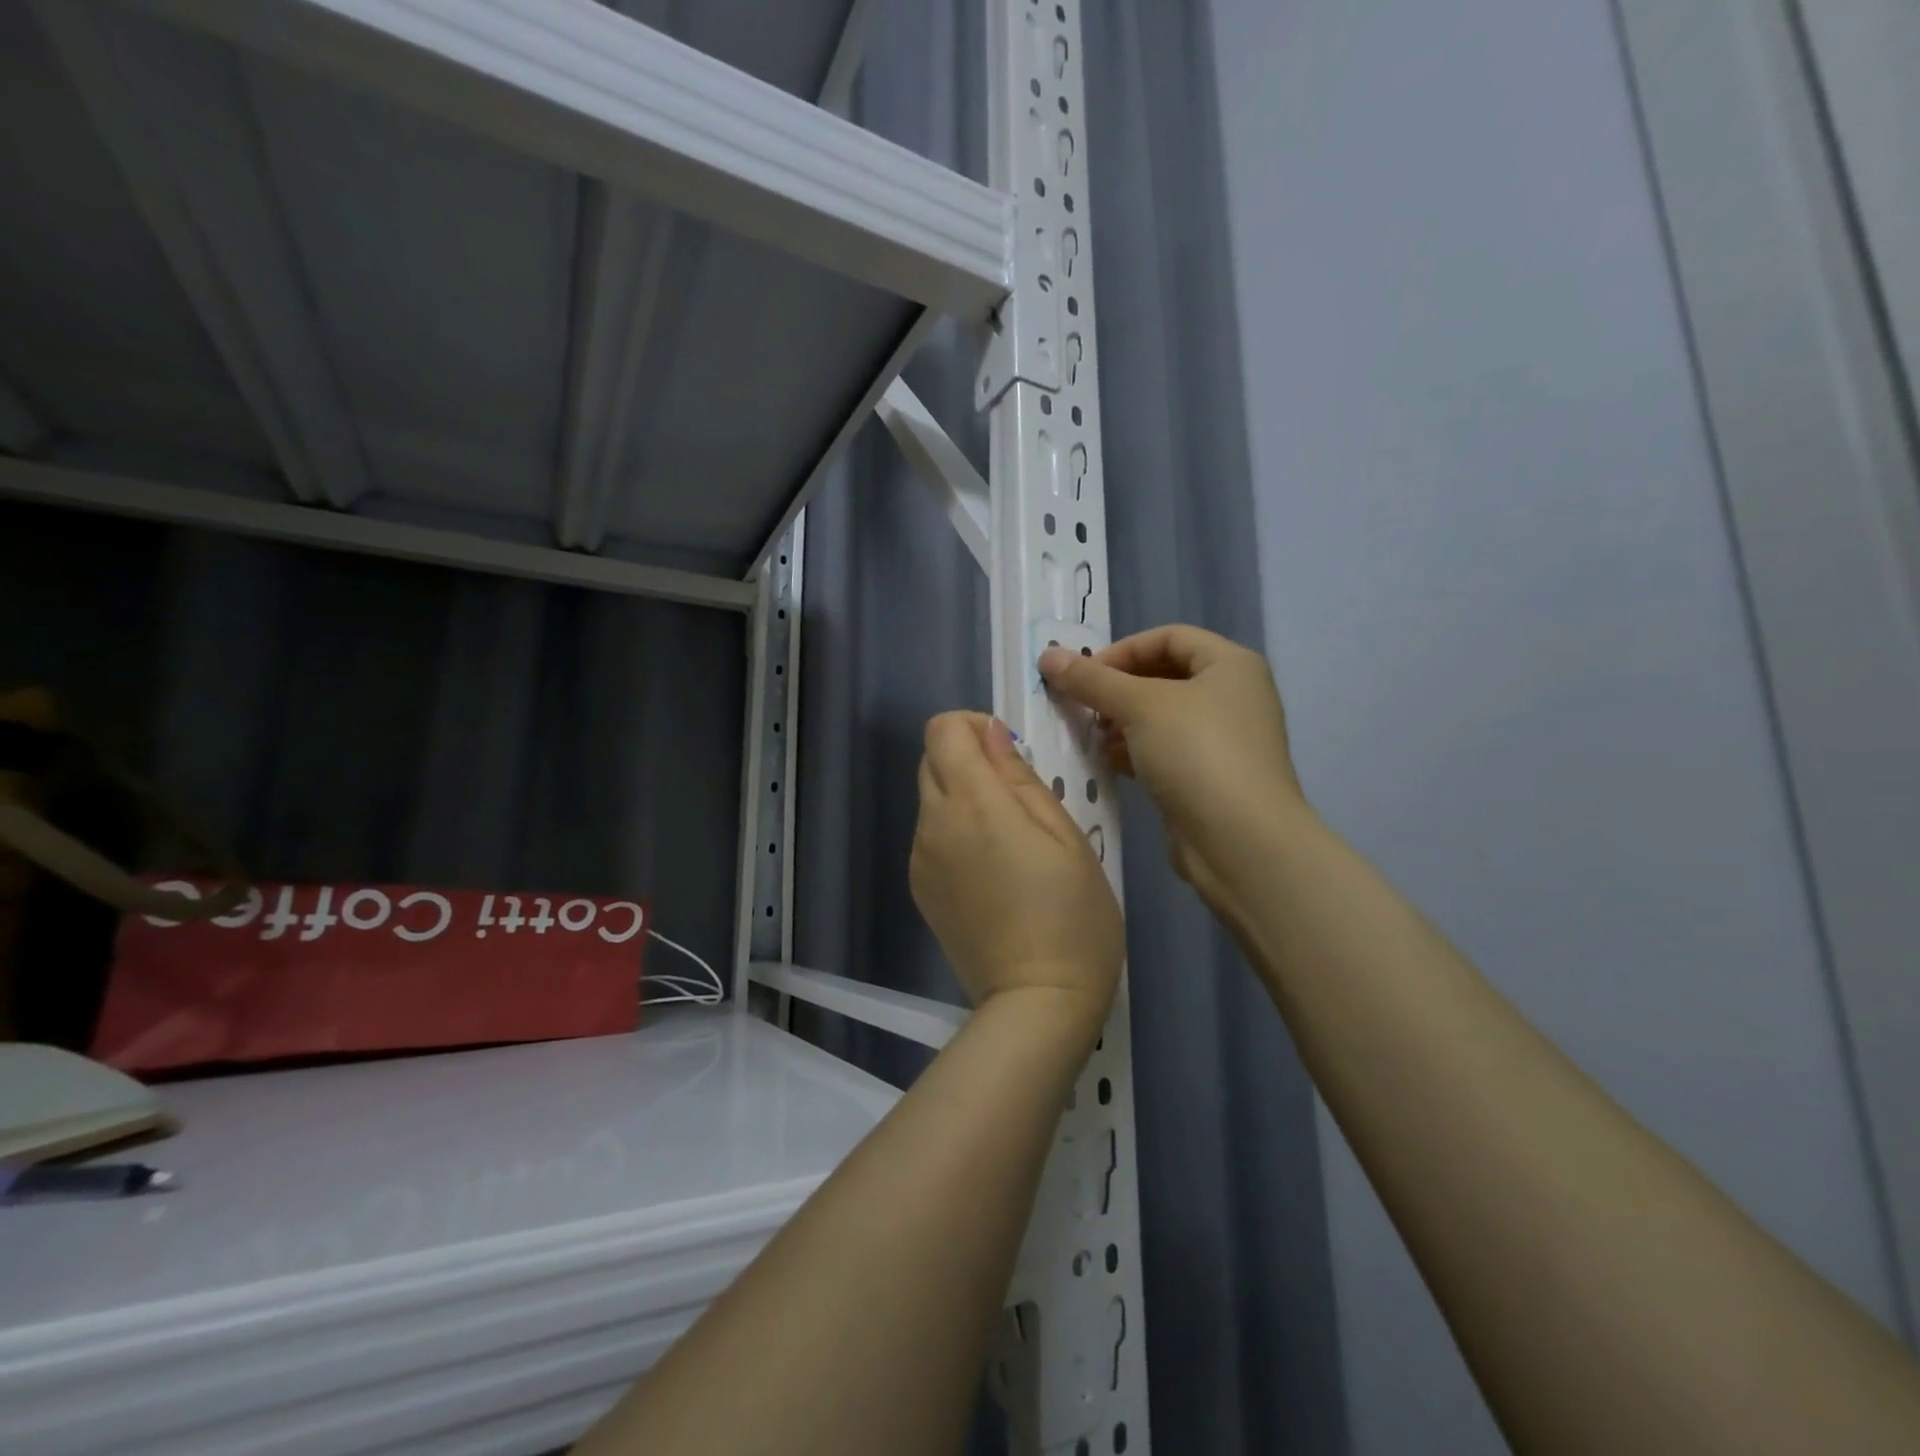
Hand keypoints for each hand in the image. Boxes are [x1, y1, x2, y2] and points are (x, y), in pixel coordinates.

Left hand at [910, 712, 1122, 1031]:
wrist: (1036, 1001)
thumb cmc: (1071, 915)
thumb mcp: (1065, 835)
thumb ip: (1020, 778)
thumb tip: (991, 735)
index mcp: (972, 803)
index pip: (942, 729)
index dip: (973, 726)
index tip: (1009, 752)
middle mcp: (933, 823)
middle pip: (930, 760)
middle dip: (967, 759)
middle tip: (1015, 796)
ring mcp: (920, 858)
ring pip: (930, 798)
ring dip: (961, 797)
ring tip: (1008, 839)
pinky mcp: (919, 887)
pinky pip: (930, 836)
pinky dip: (954, 832)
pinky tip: (990, 870)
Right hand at [1038, 626, 1307, 909]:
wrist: (1240, 842)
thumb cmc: (1197, 754)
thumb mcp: (1140, 706)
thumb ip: (1092, 680)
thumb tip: (1047, 655)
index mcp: (1231, 665)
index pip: (1169, 636)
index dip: (1123, 649)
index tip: (1085, 674)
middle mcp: (1232, 696)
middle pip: (1164, 675)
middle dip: (1119, 688)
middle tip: (1083, 705)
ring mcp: (1223, 739)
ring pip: (1162, 716)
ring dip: (1122, 721)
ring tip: (1091, 735)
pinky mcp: (1209, 777)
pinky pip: (1165, 750)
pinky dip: (1135, 750)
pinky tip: (1108, 761)